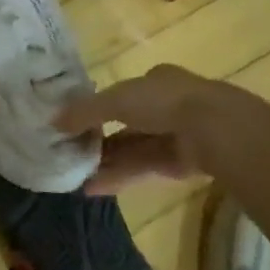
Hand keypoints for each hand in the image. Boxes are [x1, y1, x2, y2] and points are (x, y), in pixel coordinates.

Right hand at [54, 64, 269, 193]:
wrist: (217, 130)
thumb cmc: (163, 102)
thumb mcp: (115, 100)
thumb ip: (84, 111)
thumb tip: (52, 120)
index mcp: (156, 81)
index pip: (123, 94)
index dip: (99, 108)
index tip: (75, 124)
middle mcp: (167, 105)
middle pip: (127, 124)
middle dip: (99, 139)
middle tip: (71, 153)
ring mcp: (177, 135)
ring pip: (134, 149)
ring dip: (106, 162)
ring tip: (75, 175)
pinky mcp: (182, 164)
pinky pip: (144, 169)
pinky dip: (119, 177)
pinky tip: (93, 188)